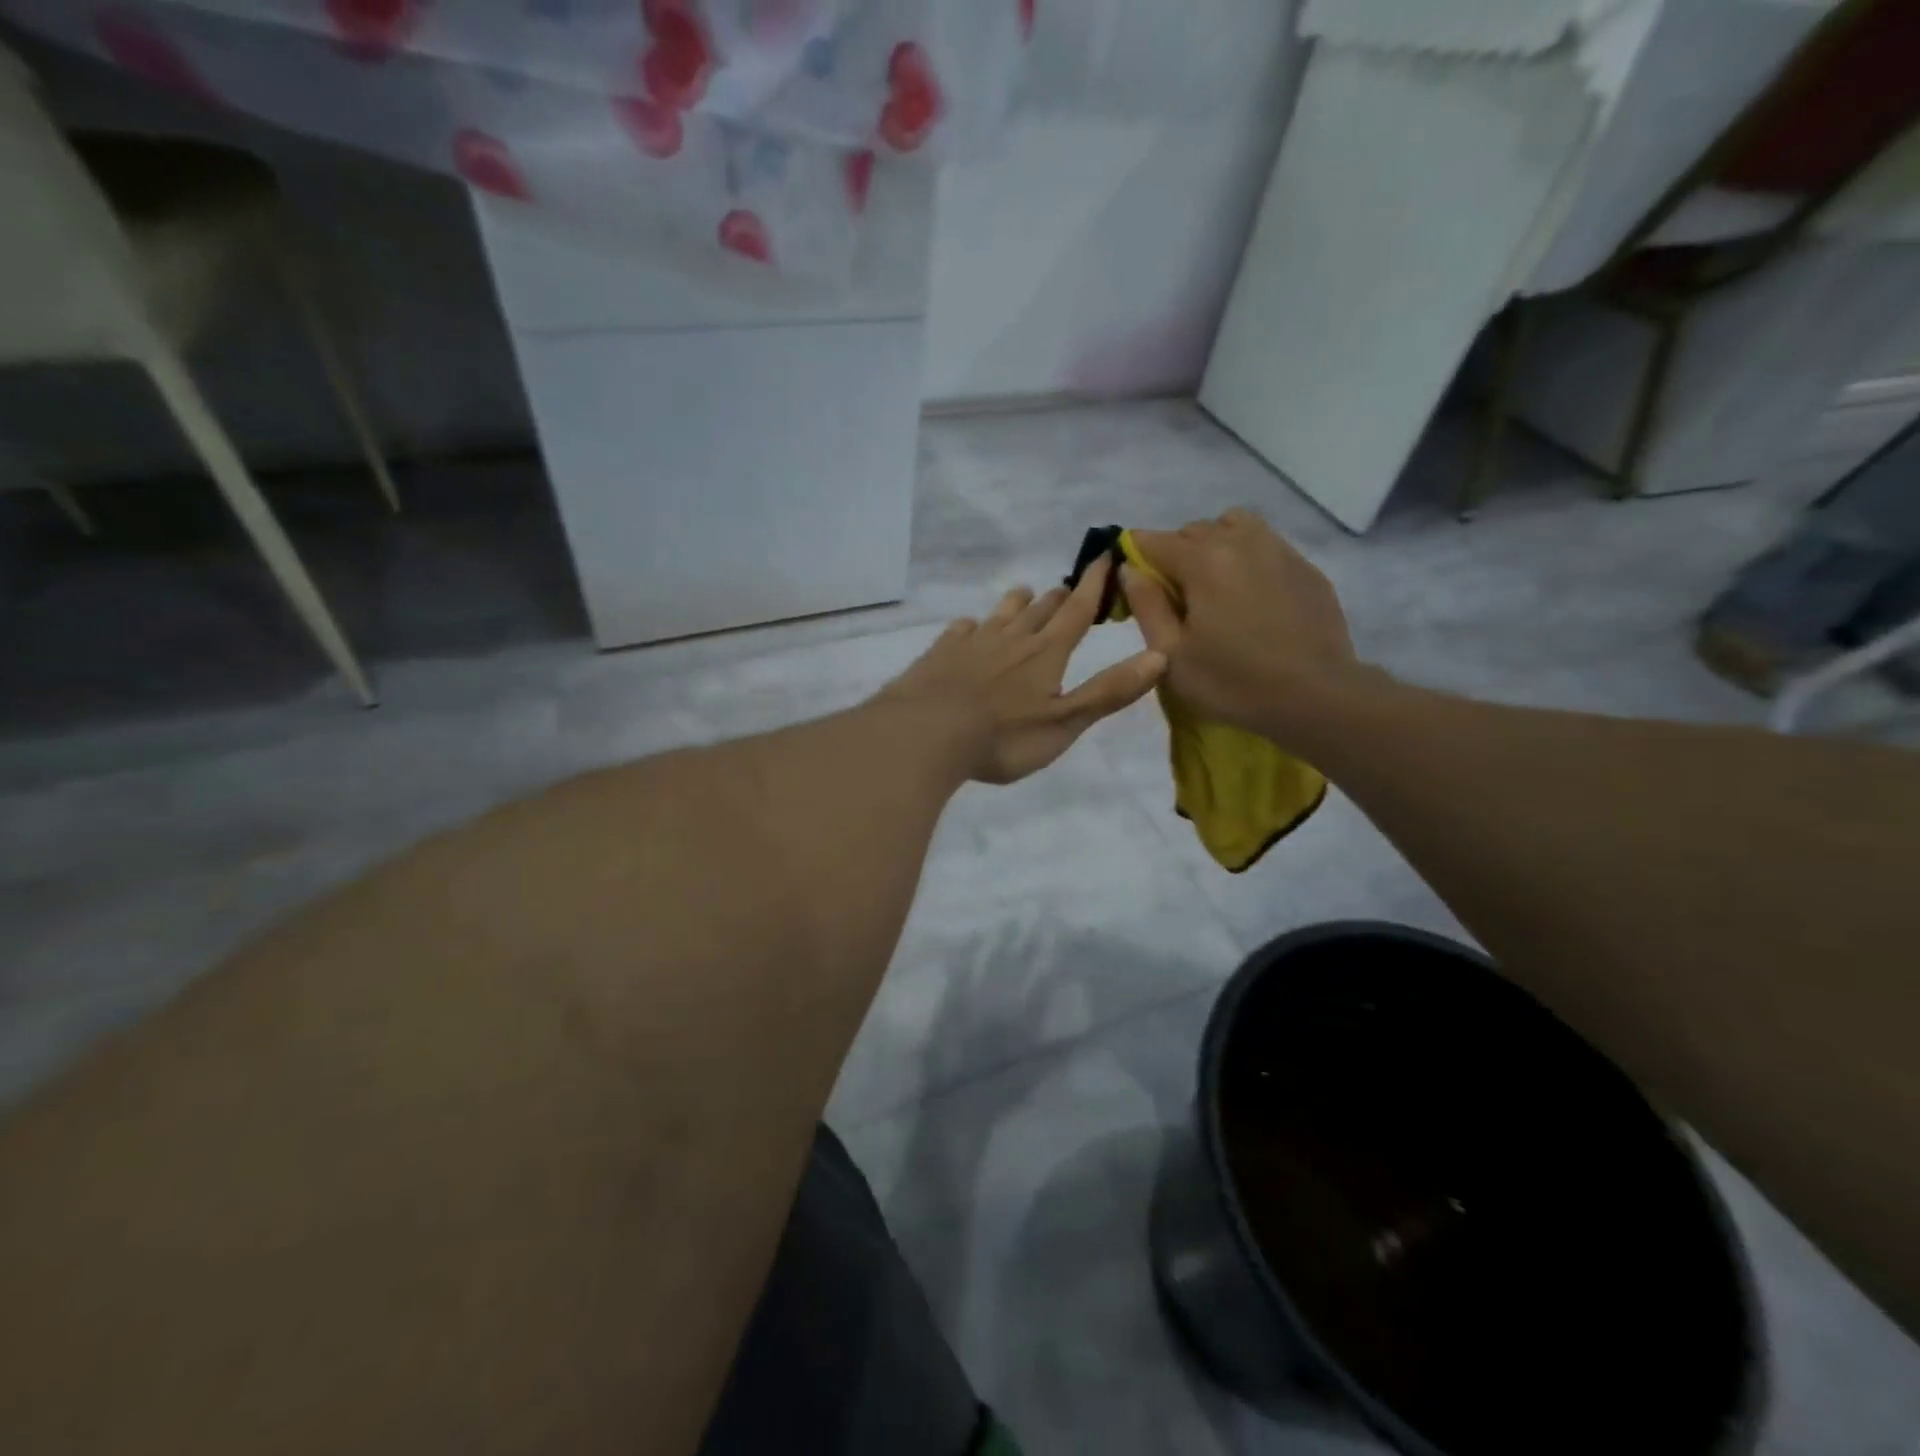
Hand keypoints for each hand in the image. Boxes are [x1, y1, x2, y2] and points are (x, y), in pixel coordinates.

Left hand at [879, 557, 1166, 784]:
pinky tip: (968, 628)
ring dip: (1016, 603)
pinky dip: (971, 626)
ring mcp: (972, 643)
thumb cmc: (1003, 736)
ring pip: (1000, 613)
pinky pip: (960, 630)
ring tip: (1024, 594)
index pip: (1076, 612)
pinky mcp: (940, 654)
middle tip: (1065, 589)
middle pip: (1039, 610)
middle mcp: (1011, 638)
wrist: (926, 733)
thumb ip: (1108, 692)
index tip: (1106, 558)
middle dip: (1057, 598)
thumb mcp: (1065, 722)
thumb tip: (1160, 656)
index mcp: (1045, 653)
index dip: (1094, 586)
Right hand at [1123, 510, 1364, 744]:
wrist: (1316, 696)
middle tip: (1176, 599)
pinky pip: (1266, 546)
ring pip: (1234, 526)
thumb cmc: (1233, 682)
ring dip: (1214, 547)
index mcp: (1203, 560)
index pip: (1151, 540)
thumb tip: (1129, 570)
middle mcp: (1241, 541)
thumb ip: (1146, 605)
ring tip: (1215, 588)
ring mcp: (1279, 550)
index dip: (1134, 559)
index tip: (1136, 589)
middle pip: (1192, 529)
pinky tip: (1252, 599)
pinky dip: (1248, 560)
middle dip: (1175, 555)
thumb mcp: (1171, 655)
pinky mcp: (1306, 567)